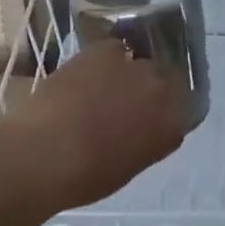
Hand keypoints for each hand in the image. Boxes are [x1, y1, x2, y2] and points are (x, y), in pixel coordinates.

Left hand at [10, 40, 188, 207]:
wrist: (47, 153)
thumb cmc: (85, 177)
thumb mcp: (127, 166)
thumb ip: (142, 142)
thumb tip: (135, 129)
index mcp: (172, 128)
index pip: (178, 112)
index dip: (160, 113)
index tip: (143, 119)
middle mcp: (163, 92)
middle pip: (162, 81)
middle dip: (146, 90)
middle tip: (122, 102)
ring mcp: (137, 68)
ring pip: (139, 63)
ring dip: (126, 73)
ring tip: (101, 85)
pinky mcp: (108, 50)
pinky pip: (114, 48)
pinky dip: (103, 58)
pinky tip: (86, 72)